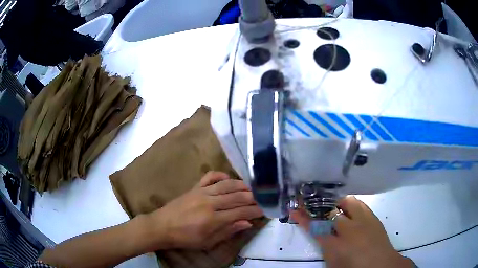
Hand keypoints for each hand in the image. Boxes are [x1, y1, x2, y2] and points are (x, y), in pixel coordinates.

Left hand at [149, 171, 262, 249]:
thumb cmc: (186, 238)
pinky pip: (210, 177)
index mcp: (213, 219)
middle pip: (237, 197)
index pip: (241, 212)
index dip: (255, 211)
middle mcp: (210, 203)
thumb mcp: (208, 242)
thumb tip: (247, 223)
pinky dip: (221, 175)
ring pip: (227, 185)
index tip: (265, 210)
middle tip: (263, 198)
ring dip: (242, 186)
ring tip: (252, 189)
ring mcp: (202, 192)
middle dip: (253, 198)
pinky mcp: (195, 187)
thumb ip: (228, 231)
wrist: (162, 226)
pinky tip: (228, 179)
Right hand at [291, 196, 413, 267]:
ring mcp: (363, 221)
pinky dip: (352, 205)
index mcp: (336, 246)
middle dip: (319, 207)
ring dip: (338, 203)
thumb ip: (326, 248)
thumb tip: (321, 235)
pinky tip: (350, 210)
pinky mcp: (373, 217)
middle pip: (331, 212)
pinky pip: (360, 204)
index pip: (315, 228)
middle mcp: (349, 230)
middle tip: (313, 205)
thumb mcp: (334, 263)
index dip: (303, 218)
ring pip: (348, 202)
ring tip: (334, 207)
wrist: (381, 265)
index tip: (293, 209)